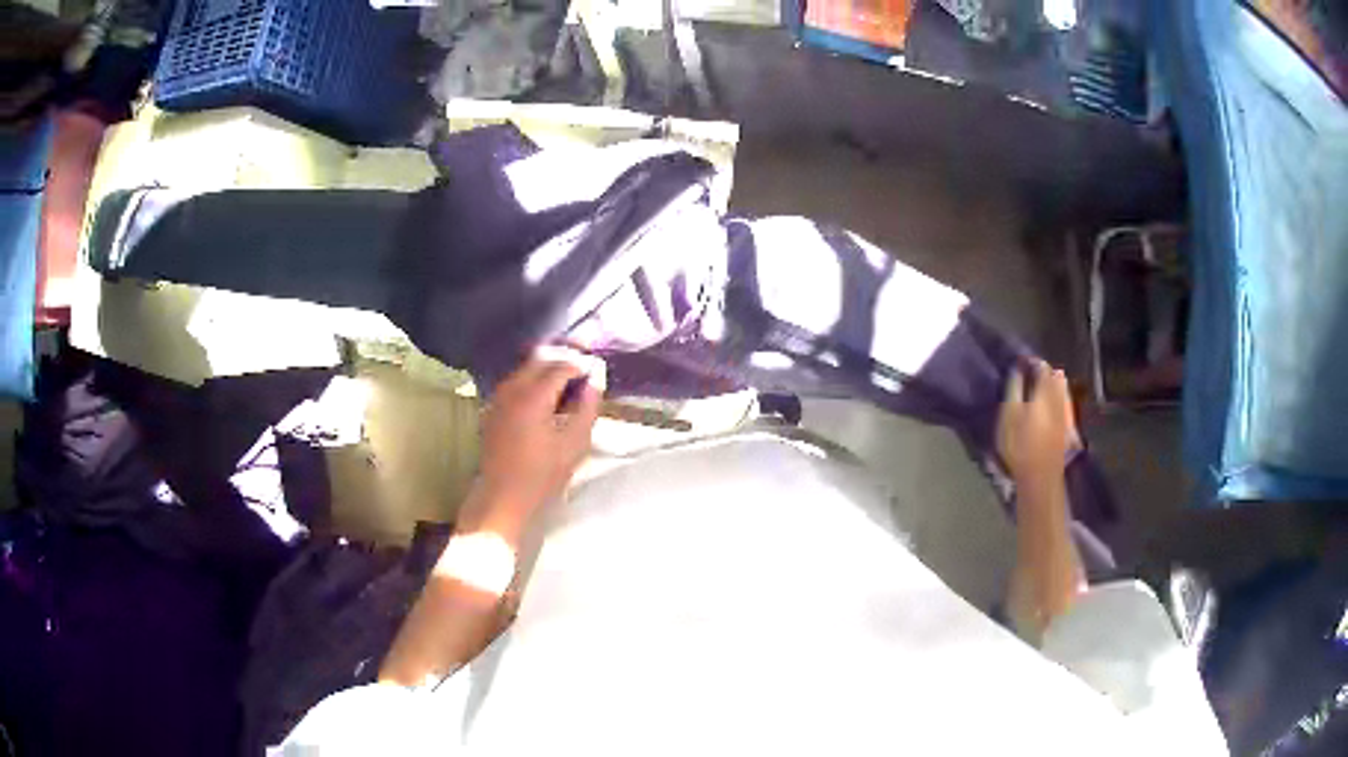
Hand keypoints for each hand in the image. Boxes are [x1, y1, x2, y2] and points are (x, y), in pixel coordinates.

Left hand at [476, 346, 606, 516]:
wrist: (502, 498)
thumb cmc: (541, 475)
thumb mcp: (574, 445)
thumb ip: (587, 410)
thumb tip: (594, 384)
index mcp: (533, 396)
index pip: (560, 366)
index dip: (579, 367)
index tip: (594, 375)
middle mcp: (512, 390)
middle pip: (538, 362)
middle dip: (560, 365)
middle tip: (580, 377)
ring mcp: (498, 399)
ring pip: (524, 372)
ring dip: (544, 374)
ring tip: (564, 390)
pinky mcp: (491, 410)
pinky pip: (513, 385)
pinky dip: (529, 385)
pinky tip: (542, 402)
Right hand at [996, 360, 1077, 484]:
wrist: (1040, 477)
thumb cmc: (1020, 446)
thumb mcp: (1009, 416)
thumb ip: (1013, 390)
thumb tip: (1017, 369)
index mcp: (1045, 393)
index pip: (1042, 367)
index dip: (1033, 362)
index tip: (1021, 361)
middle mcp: (1059, 399)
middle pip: (1056, 377)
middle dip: (1045, 372)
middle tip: (1031, 373)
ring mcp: (1066, 414)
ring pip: (1062, 390)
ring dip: (1052, 384)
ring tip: (1040, 387)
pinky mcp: (1068, 427)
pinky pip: (1065, 403)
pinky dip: (1058, 398)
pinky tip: (1050, 404)